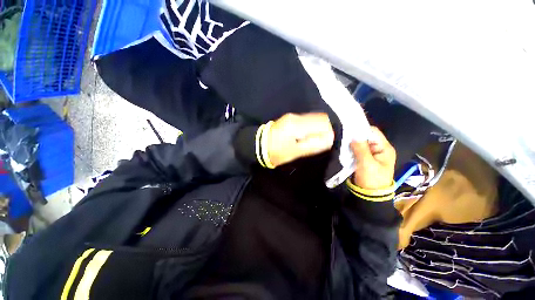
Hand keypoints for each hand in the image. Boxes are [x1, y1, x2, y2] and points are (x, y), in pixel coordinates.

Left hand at [267, 113, 334, 166]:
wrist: (258, 145)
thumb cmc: (276, 152)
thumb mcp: (295, 152)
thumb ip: (313, 145)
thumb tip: (329, 139)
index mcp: (297, 125)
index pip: (323, 122)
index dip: (328, 133)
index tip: (325, 143)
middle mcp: (296, 117)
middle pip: (320, 118)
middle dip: (324, 130)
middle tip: (319, 142)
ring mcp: (292, 116)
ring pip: (314, 118)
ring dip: (317, 128)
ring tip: (312, 140)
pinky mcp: (290, 118)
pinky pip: (307, 120)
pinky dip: (311, 127)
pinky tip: (306, 136)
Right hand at [350, 127, 395, 189]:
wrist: (370, 195)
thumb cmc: (371, 179)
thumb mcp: (367, 164)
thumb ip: (361, 149)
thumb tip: (353, 135)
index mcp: (385, 148)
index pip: (374, 132)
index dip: (362, 130)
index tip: (349, 130)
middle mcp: (379, 149)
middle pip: (366, 137)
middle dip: (355, 137)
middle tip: (344, 137)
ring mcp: (371, 154)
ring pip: (360, 143)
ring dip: (352, 143)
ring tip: (343, 143)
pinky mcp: (364, 158)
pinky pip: (357, 149)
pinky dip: (351, 148)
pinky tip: (345, 149)